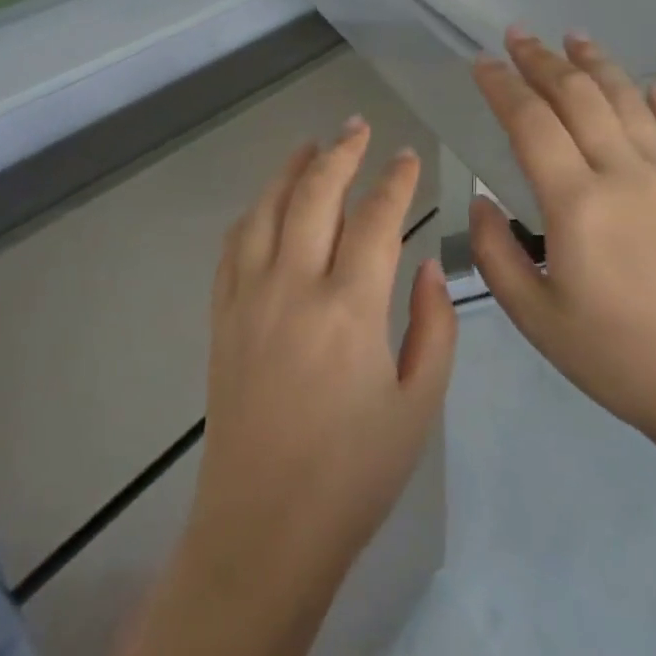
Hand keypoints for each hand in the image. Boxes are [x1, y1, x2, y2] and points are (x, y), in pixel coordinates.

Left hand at [187, 119, 457, 605]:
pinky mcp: (222, 319)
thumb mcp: (419, 404)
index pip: (376, 219)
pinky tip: (266, 204)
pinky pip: (234, 247)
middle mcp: (293, 288)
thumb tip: (426, 265)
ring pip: (267, 211)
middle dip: (340, 154)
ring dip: (290, 172)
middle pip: (315, 196)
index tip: (408, 156)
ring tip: (310, 146)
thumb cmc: (355, 474)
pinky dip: (254, 213)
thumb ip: (433, 326)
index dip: (395, 180)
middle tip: (358, 127)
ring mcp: (249, 300)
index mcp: (350, 309)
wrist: (265, 528)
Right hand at [468, 30, 655, 451]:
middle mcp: (623, 172)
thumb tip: (483, 201)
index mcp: (577, 203)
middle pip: (579, 96)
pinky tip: (648, 83)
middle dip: (543, 60)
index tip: (481, 64)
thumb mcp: (536, 317)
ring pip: (628, 99)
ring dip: (597, 64)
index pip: (531, 122)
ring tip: (573, 38)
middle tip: (517, 35)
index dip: (502, 87)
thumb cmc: (617, 356)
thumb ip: (497, 254)